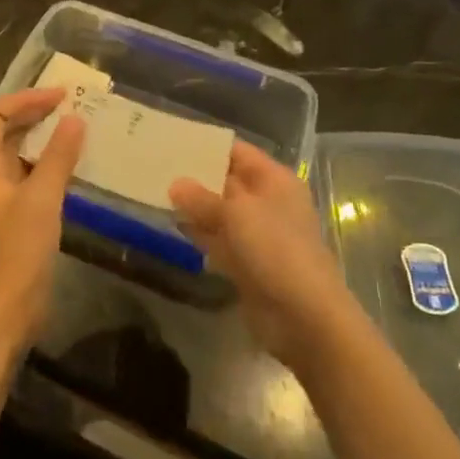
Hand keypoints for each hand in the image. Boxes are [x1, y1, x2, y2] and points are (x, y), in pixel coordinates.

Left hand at [0, 88, 84, 344]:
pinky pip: (31, 174)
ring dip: (44, 136)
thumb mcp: (42, 199)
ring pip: (19, 151)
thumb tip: (74, 118)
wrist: (7, 310)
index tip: (59, 96)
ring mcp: (2, 196)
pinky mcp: (17, 214)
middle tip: (71, 105)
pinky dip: (50, 162)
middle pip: (4, 129)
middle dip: (34, 112)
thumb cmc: (18, 251)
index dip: (24, 98)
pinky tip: (74, 166)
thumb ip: (58, 157)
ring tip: (76, 128)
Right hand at [169, 142, 355, 371]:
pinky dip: (199, 233)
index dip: (207, 146)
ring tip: (155, 191)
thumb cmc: (275, 249)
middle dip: (195, 176)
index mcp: (274, 180)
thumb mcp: (236, 214)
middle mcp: (267, 202)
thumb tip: (175, 184)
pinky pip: (218, 239)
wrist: (304, 317)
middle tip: (155, 165)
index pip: (237, 152)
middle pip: (227, 181)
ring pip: (220, 212)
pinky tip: (172, 224)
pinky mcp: (247, 262)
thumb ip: (202, 198)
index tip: (172, 141)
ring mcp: (257, 234)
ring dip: (193, 206)